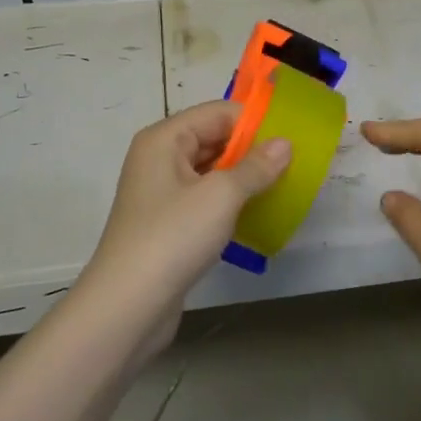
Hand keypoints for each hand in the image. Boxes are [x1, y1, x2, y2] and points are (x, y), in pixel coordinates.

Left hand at [77, 101, 290, 347]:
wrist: (127, 306)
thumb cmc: (173, 237)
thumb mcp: (221, 196)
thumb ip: (256, 166)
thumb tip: (284, 144)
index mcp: (164, 139)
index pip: (217, 113)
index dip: (254, 122)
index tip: (292, 137)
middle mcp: (159, 159)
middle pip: (213, 139)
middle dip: (251, 149)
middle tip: (294, 163)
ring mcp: (161, 193)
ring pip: (211, 171)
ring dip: (243, 177)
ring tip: (282, 186)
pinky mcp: (167, 224)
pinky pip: (205, 199)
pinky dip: (230, 202)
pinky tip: (256, 213)